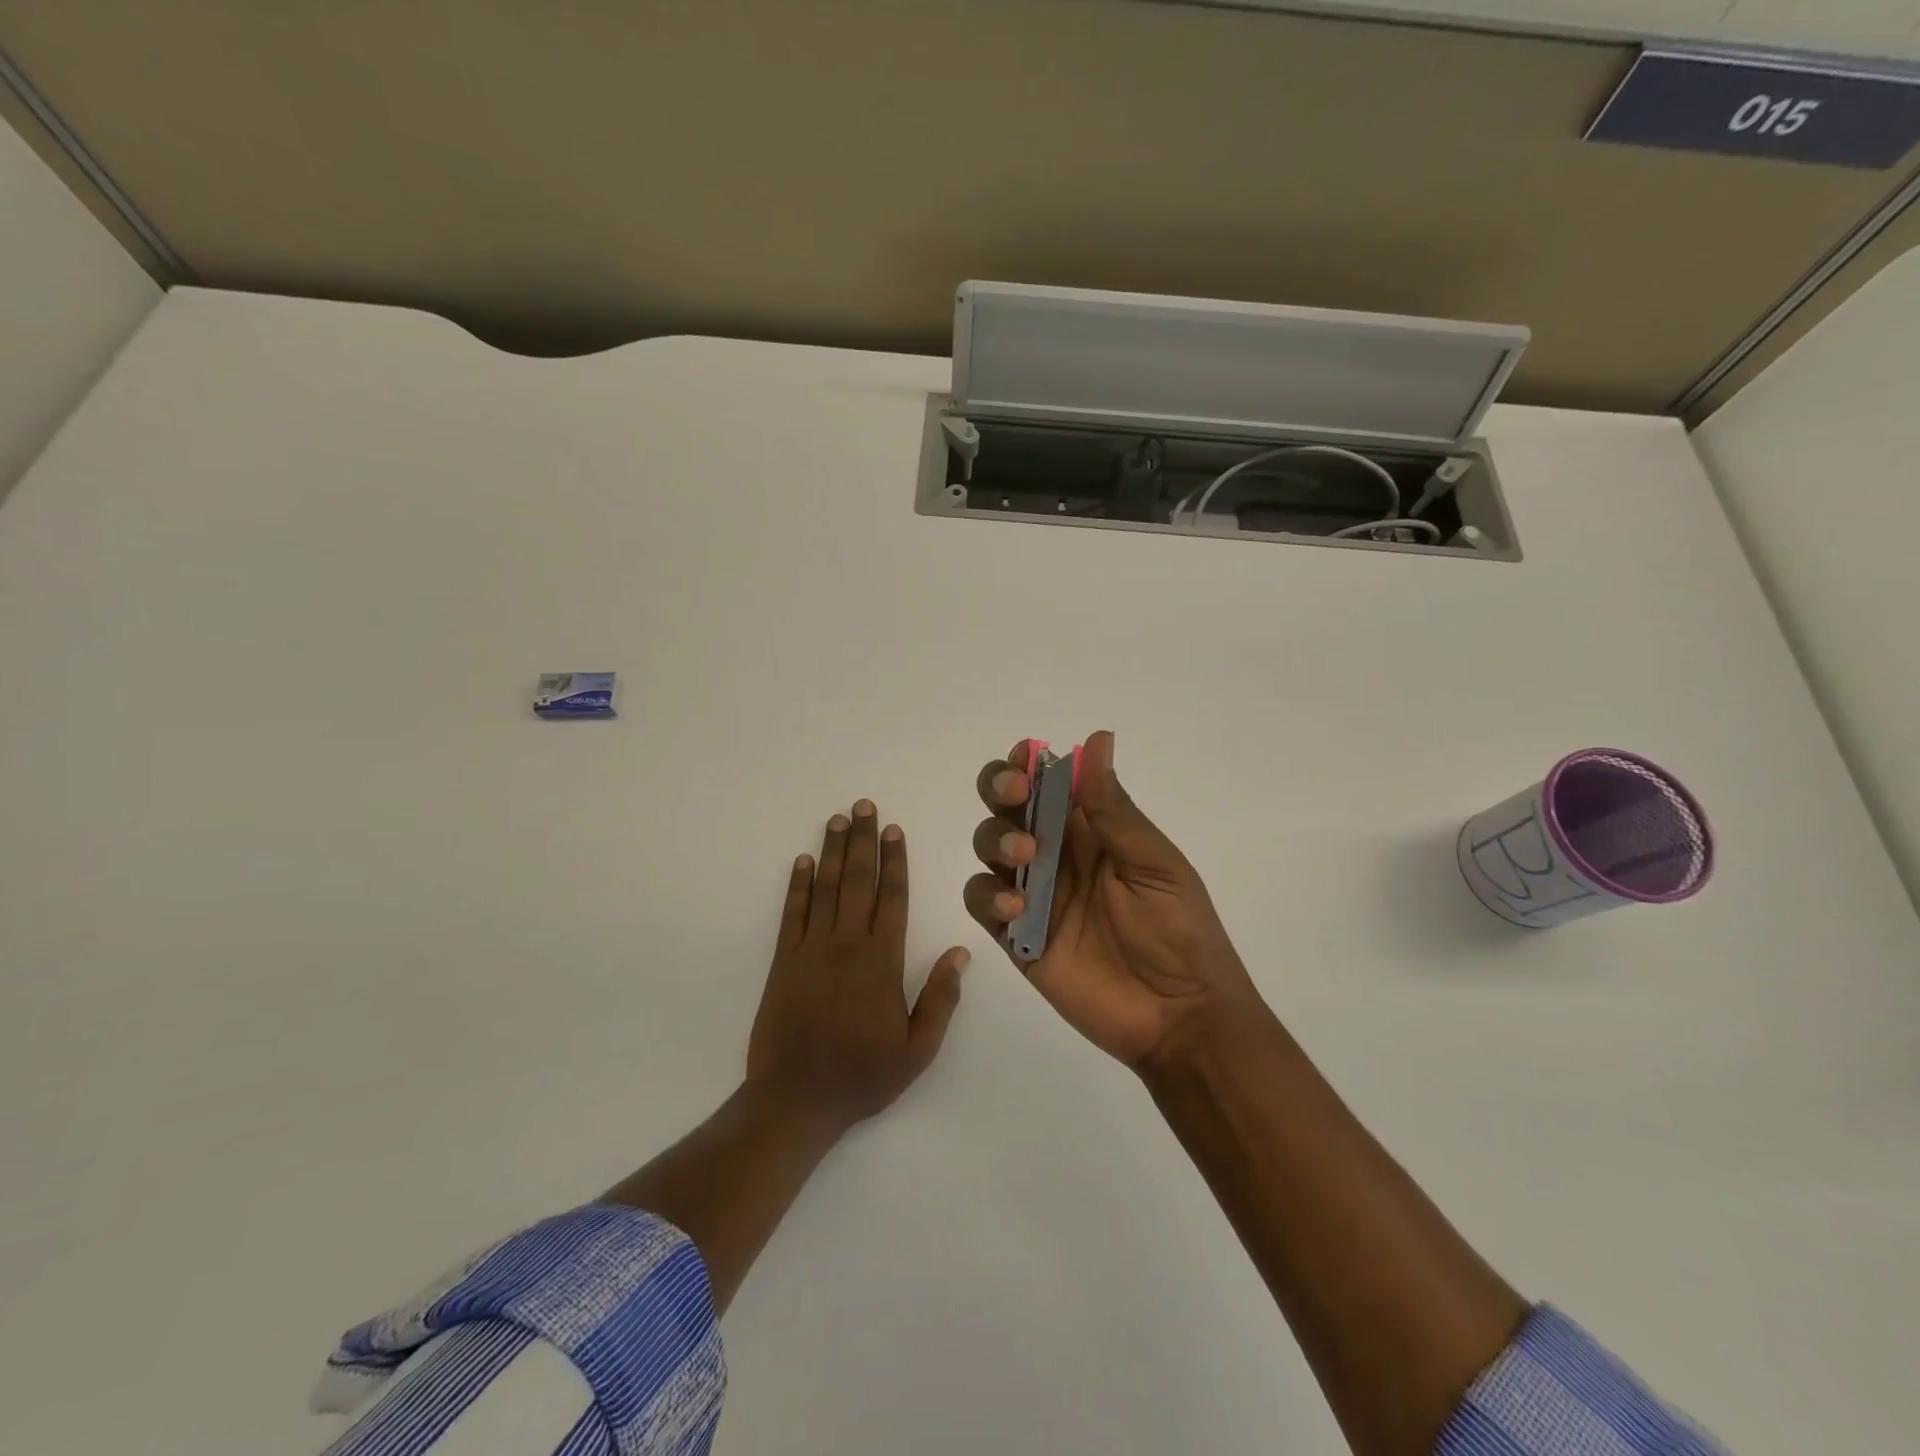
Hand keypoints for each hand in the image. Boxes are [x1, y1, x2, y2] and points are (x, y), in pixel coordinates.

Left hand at [748, 799, 968, 1134]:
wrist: (796, 1101)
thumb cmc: (862, 1076)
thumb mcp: (918, 1050)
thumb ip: (941, 999)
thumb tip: (961, 952)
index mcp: (882, 962)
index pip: (893, 898)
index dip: (895, 861)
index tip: (894, 830)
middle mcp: (847, 944)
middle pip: (858, 881)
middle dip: (863, 840)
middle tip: (864, 806)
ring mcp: (812, 949)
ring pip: (826, 888)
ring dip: (833, 851)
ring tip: (838, 819)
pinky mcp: (784, 961)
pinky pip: (793, 913)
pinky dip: (798, 885)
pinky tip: (803, 862)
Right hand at [964, 731, 1259, 1068]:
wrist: (1179, 1016)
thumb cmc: (1179, 931)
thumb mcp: (1153, 863)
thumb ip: (1113, 808)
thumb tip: (1097, 738)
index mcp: (1092, 830)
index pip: (1049, 783)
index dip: (1029, 763)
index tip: (1026, 757)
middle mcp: (1056, 853)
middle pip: (1007, 806)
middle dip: (1000, 788)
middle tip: (1016, 792)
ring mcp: (1033, 894)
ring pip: (987, 847)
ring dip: (995, 838)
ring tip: (1025, 854)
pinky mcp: (1016, 937)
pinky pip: (981, 902)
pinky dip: (986, 896)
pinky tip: (1016, 909)